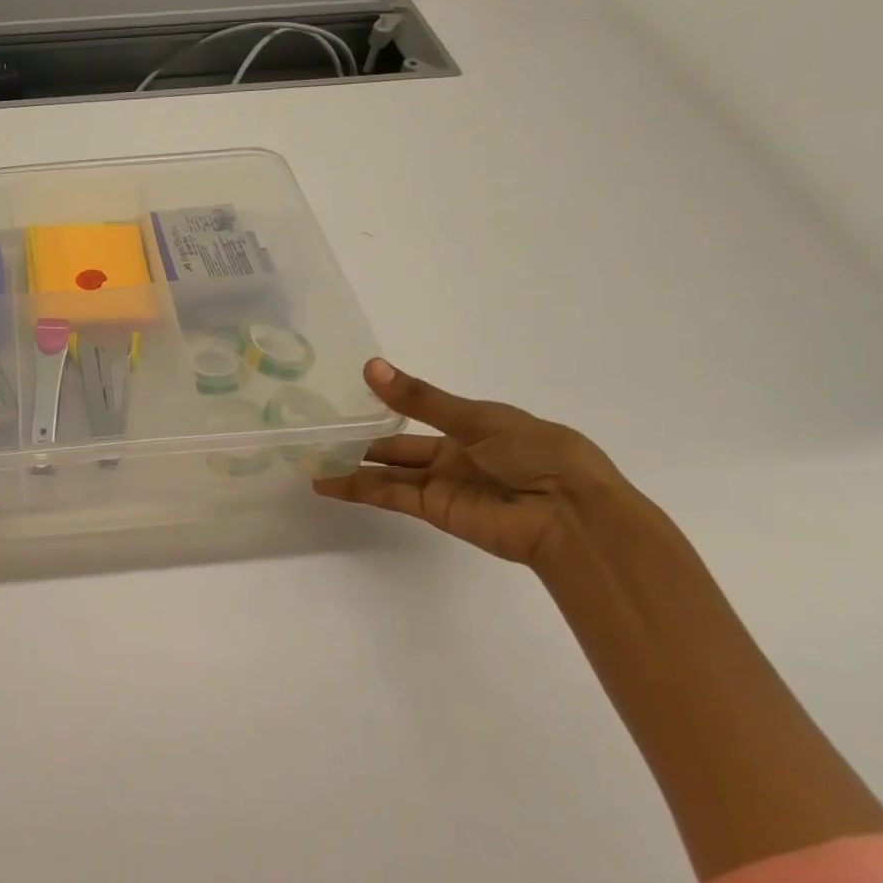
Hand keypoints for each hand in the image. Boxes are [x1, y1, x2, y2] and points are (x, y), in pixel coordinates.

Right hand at [313, 359, 638, 569]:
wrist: (571, 515)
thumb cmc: (538, 453)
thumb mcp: (480, 417)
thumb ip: (421, 399)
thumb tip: (371, 367)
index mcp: (474, 426)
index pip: (421, 412)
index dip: (387, 405)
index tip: (349, 397)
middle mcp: (456, 455)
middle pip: (398, 447)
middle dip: (362, 441)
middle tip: (320, 433)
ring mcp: (444, 484)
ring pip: (388, 473)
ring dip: (352, 468)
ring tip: (312, 459)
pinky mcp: (436, 511)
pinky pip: (391, 495)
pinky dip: (359, 490)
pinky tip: (327, 482)